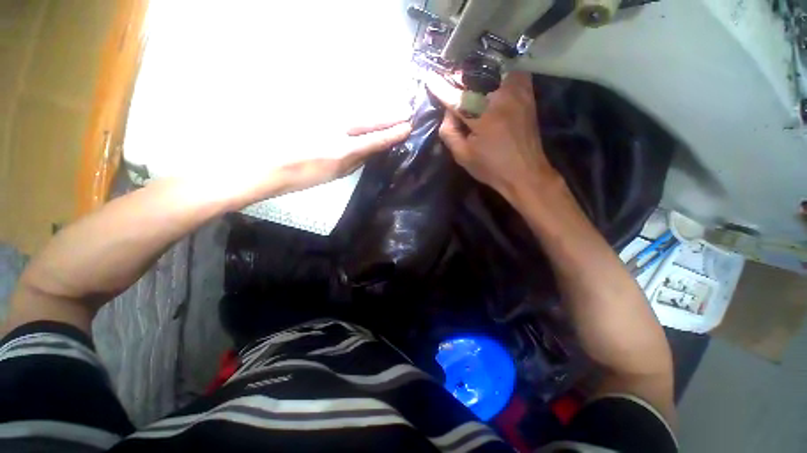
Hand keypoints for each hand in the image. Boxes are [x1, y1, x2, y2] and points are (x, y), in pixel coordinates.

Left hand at [224, 103, 412, 205]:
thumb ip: (355, 160)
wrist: (266, 163)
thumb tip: (371, 150)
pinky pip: (343, 108)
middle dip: (389, 115)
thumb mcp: (334, 173)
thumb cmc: (302, 175)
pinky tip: (364, 107)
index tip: (407, 127)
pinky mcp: (315, 111)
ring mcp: (325, 118)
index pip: (375, 139)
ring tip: (392, 106)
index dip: (392, 133)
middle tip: (406, 110)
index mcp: (342, 151)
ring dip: (376, 108)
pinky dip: (357, 108)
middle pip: (369, 119)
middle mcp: (337, 129)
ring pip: (357, 111)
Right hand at [426, 71, 560, 204]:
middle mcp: (500, 99)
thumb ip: (449, 132)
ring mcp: (517, 93)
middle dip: (459, 78)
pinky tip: (491, 77)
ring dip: (477, 73)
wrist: (525, 173)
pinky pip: (511, 72)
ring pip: (493, 70)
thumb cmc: (491, 168)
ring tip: (468, 80)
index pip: (456, 97)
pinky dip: (499, 71)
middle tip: (450, 82)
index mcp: (482, 118)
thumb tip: (447, 112)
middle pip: (474, 77)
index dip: (441, 87)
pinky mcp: (527, 94)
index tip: (429, 77)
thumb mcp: (463, 156)